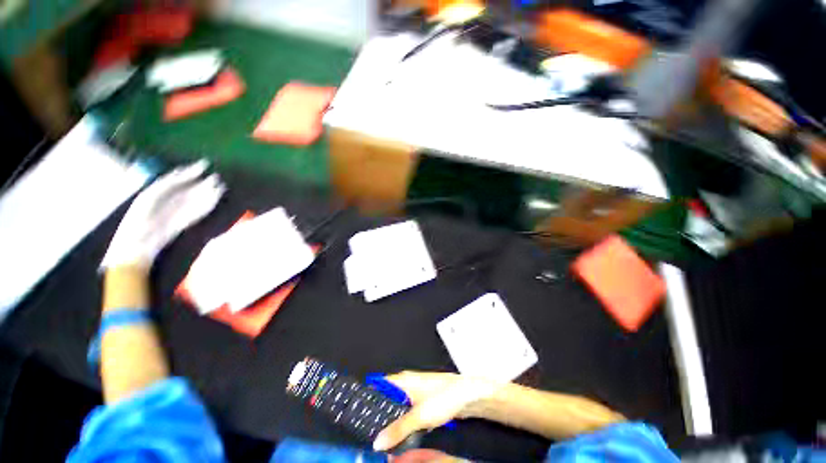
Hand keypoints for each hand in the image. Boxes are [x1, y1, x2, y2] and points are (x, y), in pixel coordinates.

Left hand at [102, 160, 224, 268]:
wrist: (138, 243)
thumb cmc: (139, 218)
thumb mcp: (151, 196)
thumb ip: (169, 184)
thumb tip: (183, 171)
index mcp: (157, 192)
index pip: (177, 179)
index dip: (190, 172)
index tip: (204, 164)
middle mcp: (169, 201)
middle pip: (189, 190)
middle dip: (203, 184)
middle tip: (217, 177)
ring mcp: (178, 212)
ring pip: (197, 200)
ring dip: (209, 194)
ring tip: (221, 187)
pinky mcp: (185, 223)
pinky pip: (199, 212)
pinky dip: (208, 206)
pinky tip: (215, 200)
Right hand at [373, 371, 499, 451]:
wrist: (468, 396)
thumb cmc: (443, 398)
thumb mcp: (419, 415)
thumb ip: (398, 429)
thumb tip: (377, 442)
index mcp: (403, 380)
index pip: (379, 384)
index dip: (367, 398)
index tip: (357, 415)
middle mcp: (407, 383)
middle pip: (386, 397)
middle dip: (377, 414)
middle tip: (367, 433)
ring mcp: (415, 393)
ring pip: (397, 407)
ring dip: (390, 421)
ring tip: (379, 439)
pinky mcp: (423, 402)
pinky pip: (406, 412)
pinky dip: (401, 423)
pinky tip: (398, 436)